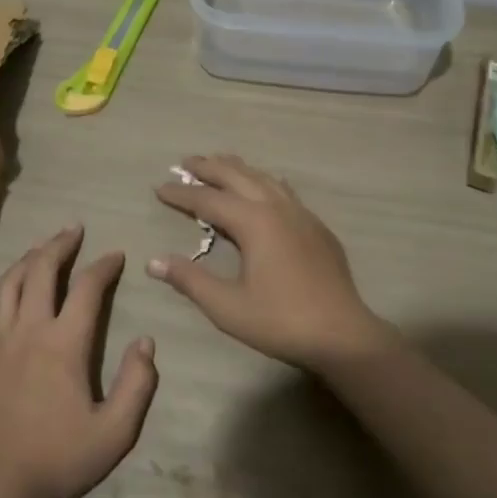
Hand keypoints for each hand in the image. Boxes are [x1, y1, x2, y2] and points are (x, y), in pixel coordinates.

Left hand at [0, 226, 158, 497]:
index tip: (116, 255)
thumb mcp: (115, 432)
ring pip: (8, 285)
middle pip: (42, 271)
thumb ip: (137, 384)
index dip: (104, 266)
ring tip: (39, 249)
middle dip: (59, 245)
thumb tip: (146, 342)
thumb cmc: (58, 459)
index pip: (87, 288)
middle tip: (73, 230)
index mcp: (65, 343)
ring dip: (26, 260)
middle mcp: (29, 330)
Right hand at [151, 154, 391, 371]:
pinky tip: (265, 186)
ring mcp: (300, 214)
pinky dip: (263, 181)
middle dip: (209, 168)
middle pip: (236, 176)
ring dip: (237, 169)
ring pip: (263, 178)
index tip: (159, 187)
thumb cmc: (280, 321)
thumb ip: (190, 280)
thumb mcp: (227, 306)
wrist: (343, 335)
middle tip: (185, 162)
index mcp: (253, 222)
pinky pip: (284, 190)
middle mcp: (276, 208)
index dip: (181, 194)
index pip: (208, 200)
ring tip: (220, 163)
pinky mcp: (316, 227)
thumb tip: (153, 261)